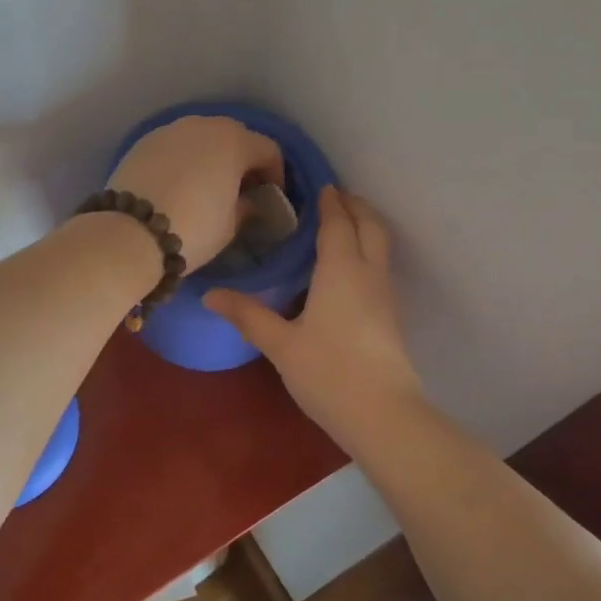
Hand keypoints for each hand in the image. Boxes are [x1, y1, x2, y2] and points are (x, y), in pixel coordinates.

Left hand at [107, 116, 285, 271]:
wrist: (130, 233)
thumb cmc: (193, 228)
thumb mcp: (231, 225)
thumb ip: (246, 207)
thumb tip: (248, 202)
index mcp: (234, 141)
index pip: (268, 150)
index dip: (275, 174)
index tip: (270, 196)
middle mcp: (203, 125)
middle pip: (234, 136)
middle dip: (242, 160)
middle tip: (241, 188)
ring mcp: (170, 130)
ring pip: (201, 138)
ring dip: (210, 157)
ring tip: (207, 186)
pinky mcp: (143, 142)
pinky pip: (174, 147)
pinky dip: (183, 160)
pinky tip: (178, 184)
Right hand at [204, 186, 422, 443]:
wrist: (383, 414)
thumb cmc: (328, 372)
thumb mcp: (280, 344)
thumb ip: (248, 315)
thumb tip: (210, 295)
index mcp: (341, 269)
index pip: (338, 223)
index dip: (331, 202)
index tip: (321, 186)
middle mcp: (368, 273)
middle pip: (371, 226)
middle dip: (355, 206)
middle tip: (335, 197)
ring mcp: (385, 295)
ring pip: (381, 246)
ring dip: (365, 228)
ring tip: (341, 226)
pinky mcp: (391, 317)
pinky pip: (380, 267)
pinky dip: (367, 252)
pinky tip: (347, 271)